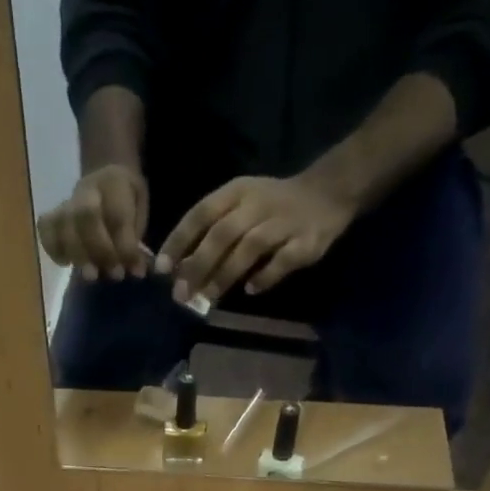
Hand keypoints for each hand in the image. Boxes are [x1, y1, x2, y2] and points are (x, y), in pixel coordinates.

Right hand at [36, 164, 149, 281]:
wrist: (104, 179)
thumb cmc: (126, 201)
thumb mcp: (141, 210)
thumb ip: (137, 236)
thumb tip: (136, 270)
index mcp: (114, 182)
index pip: (117, 216)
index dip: (126, 247)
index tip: (137, 271)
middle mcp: (87, 189)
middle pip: (86, 216)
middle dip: (101, 250)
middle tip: (114, 275)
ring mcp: (66, 202)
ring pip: (64, 225)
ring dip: (78, 256)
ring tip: (92, 276)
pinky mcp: (52, 216)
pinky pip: (45, 230)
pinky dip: (53, 250)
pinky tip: (66, 263)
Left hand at [155, 173, 353, 306]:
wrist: (328, 192)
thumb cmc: (272, 205)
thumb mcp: (239, 206)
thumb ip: (211, 233)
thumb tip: (180, 270)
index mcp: (236, 192)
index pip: (201, 214)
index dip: (179, 241)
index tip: (161, 269)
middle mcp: (258, 204)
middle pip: (222, 234)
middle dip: (198, 265)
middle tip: (181, 295)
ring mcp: (284, 222)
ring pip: (250, 247)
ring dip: (226, 274)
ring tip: (209, 298)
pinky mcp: (306, 240)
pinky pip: (284, 260)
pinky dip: (266, 276)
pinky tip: (250, 290)